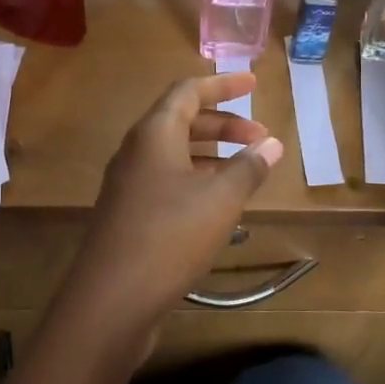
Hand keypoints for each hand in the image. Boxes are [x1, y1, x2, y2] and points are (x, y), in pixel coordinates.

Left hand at [54, 73, 283, 361]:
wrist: (112, 299)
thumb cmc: (170, 237)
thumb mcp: (220, 200)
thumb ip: (248, 168)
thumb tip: (272, 144)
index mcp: (153, 134)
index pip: (188, 91)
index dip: (223, 84)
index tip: (254, 84)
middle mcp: (135, 152)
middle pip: (181, 121)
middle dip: (223, 124)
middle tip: (260, 137)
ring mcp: (127, 185)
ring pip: (174, 154)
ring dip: (211, 155)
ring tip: (245, 170)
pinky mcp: (128, 215)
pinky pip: (166, 182)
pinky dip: (195, 181)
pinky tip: (217, 205)